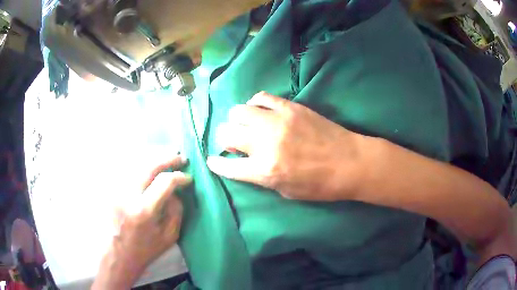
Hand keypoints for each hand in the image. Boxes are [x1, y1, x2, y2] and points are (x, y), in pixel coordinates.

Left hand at [92, 155, 190, 289]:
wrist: (118, 253)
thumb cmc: (145, 249)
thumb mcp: (169, 237)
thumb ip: (176, 212)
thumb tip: (175, 192)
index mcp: (144, 210)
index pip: (164, 182)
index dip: (179, 177)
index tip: (188, 178)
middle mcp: (128, 195)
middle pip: (149, 166)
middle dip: (168, 159)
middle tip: (181, 157)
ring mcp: (117, 190)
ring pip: (137, 164)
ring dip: (154, 158)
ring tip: (167, 156)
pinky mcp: (111, 189)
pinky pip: (128, 170)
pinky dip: (141, 165)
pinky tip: (149, 165)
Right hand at [207, 92, 365, 200]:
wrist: (350, 162)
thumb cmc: (320, 185)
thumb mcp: (286, 191)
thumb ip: (260, 176)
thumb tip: (244, 161)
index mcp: (265, 170)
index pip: (227, 165)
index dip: (216, 163)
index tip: (213, 160)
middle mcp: (265, 143)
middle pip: (226, 132)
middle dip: (225, 139)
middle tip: (235, 143)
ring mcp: (277, 121)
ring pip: (238, 110)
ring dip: (237, 120)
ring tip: (247, 126)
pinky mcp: (289, 107)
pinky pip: (260, 97)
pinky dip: (254, 104)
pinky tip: (260, 111)